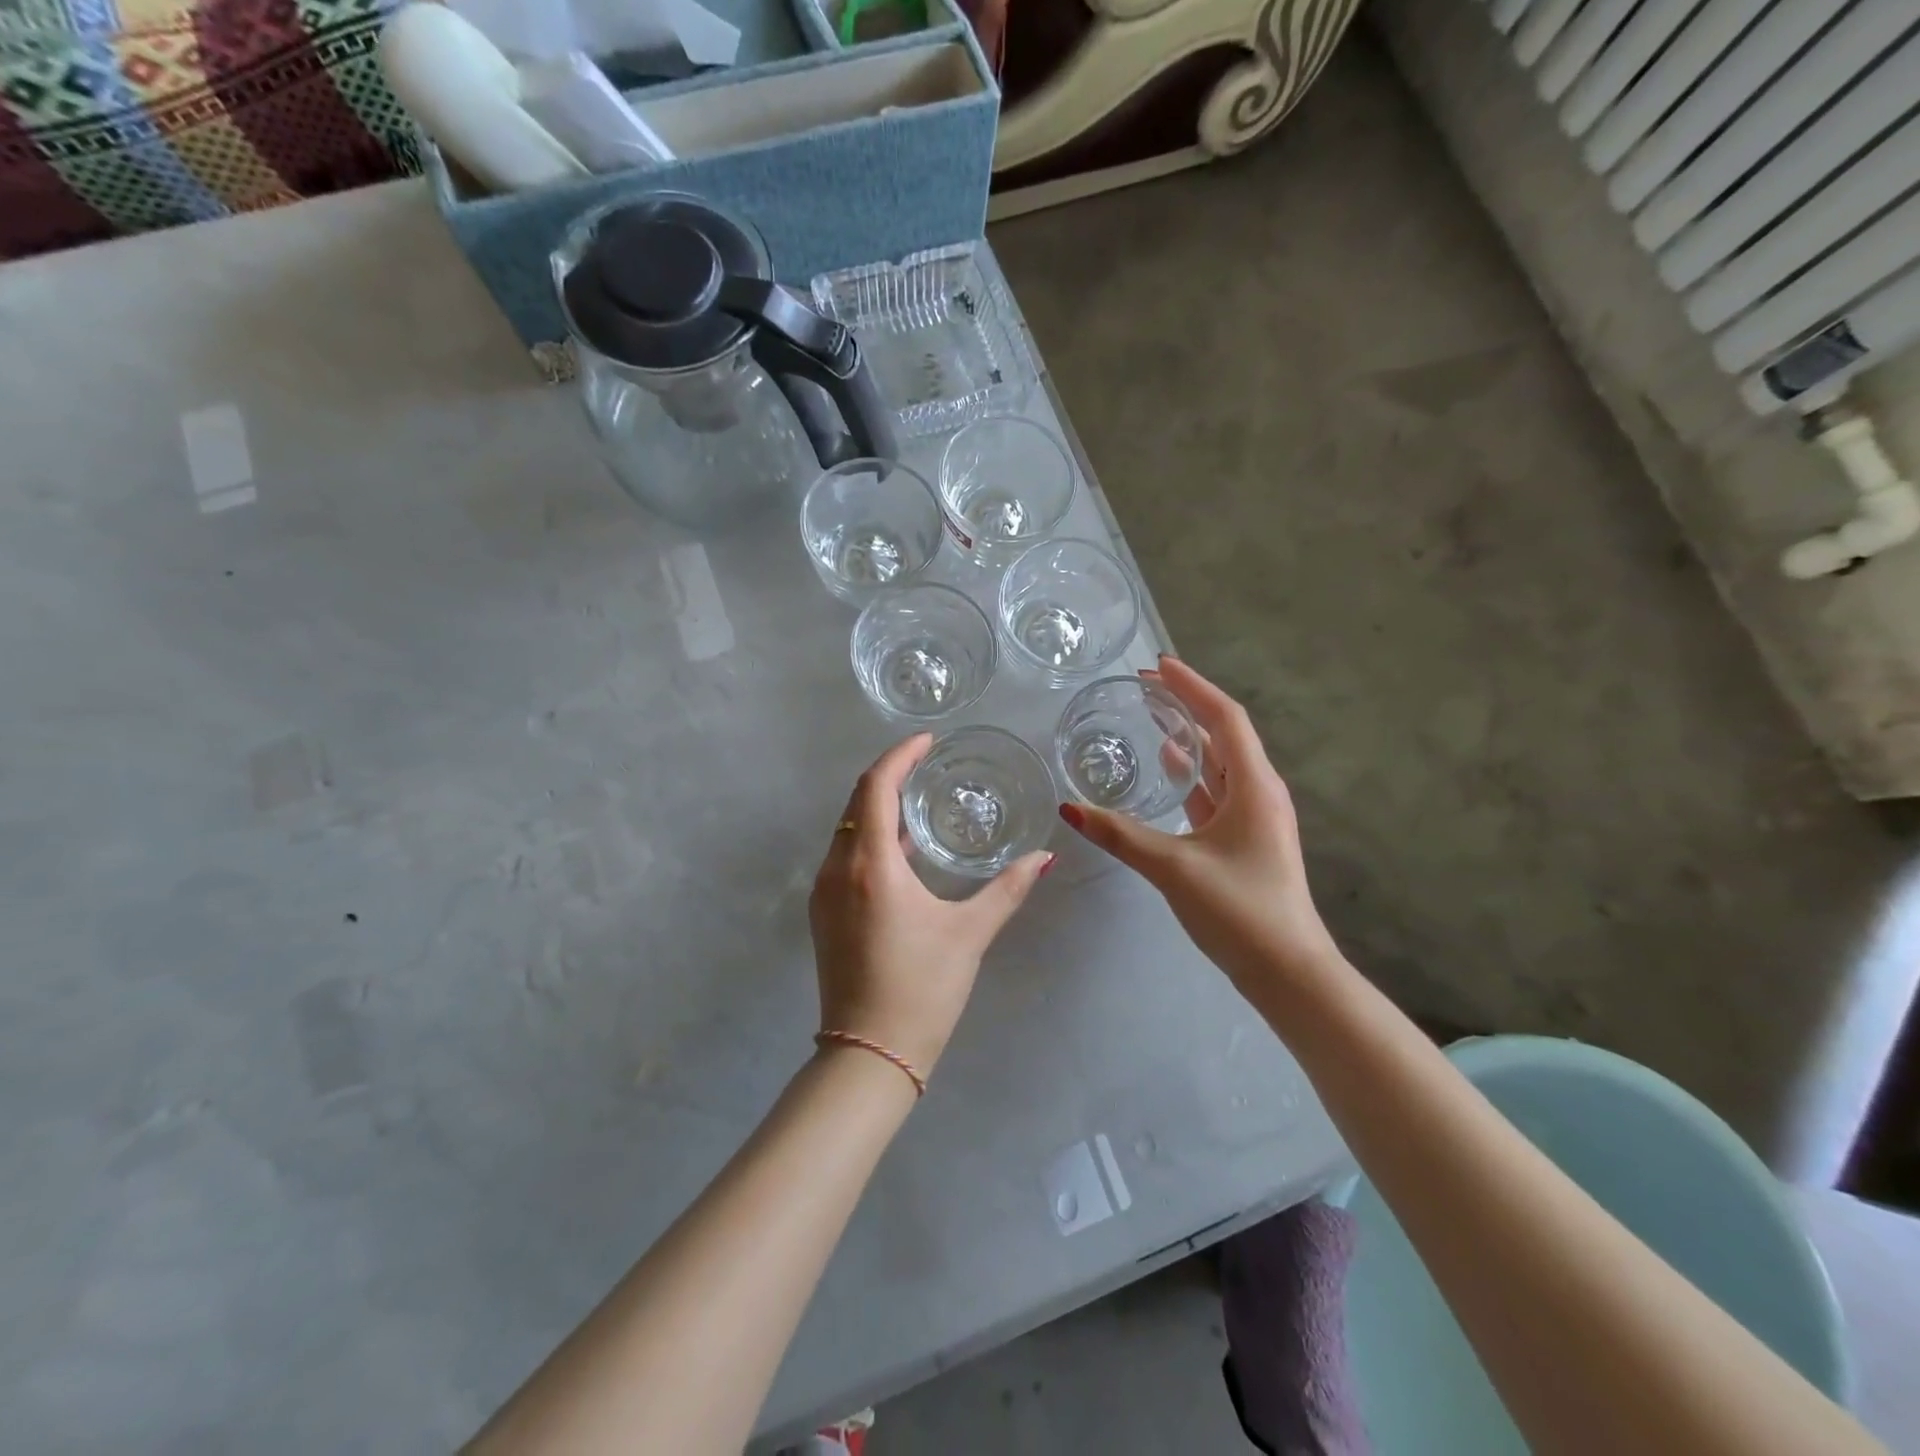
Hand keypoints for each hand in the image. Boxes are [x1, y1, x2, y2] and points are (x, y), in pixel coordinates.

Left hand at [809, 735, 1053, 1078]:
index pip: (876, 787)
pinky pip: (844, 857)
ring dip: (879, 809)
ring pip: (848, 830)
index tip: (928, 741)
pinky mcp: (823, 914)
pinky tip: (903, 853)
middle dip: (890, 776)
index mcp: (870, 865)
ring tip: (920, 801)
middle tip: (928, 764)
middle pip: (858, 803)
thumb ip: (1007, 889)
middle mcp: (837, 869)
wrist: (867, 1055)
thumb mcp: (969, 934)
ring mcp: (824, 892)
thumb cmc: (921, 988)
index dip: (899, 756)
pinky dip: (871, 840)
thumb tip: (1044, 857)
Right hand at [1058, 656, 1340, 998]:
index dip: (1191, 687)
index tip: (1157, 665)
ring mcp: (1256, 818)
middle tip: (1145, 688)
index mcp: (1254, 786)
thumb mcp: (1173, 867)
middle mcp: (1260, 792)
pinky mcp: (1246, 840)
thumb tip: (1069, 809)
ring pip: (1221, 763)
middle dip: (1187, 705)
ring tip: (1152, 717)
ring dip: (1190, 738)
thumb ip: (1120, 835)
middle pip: (1224, 733)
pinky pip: (1216, 791)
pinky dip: (1192, 774)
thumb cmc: (1239, 909)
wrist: (1288, 972)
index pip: (1224, 718)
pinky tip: (1168, 770)